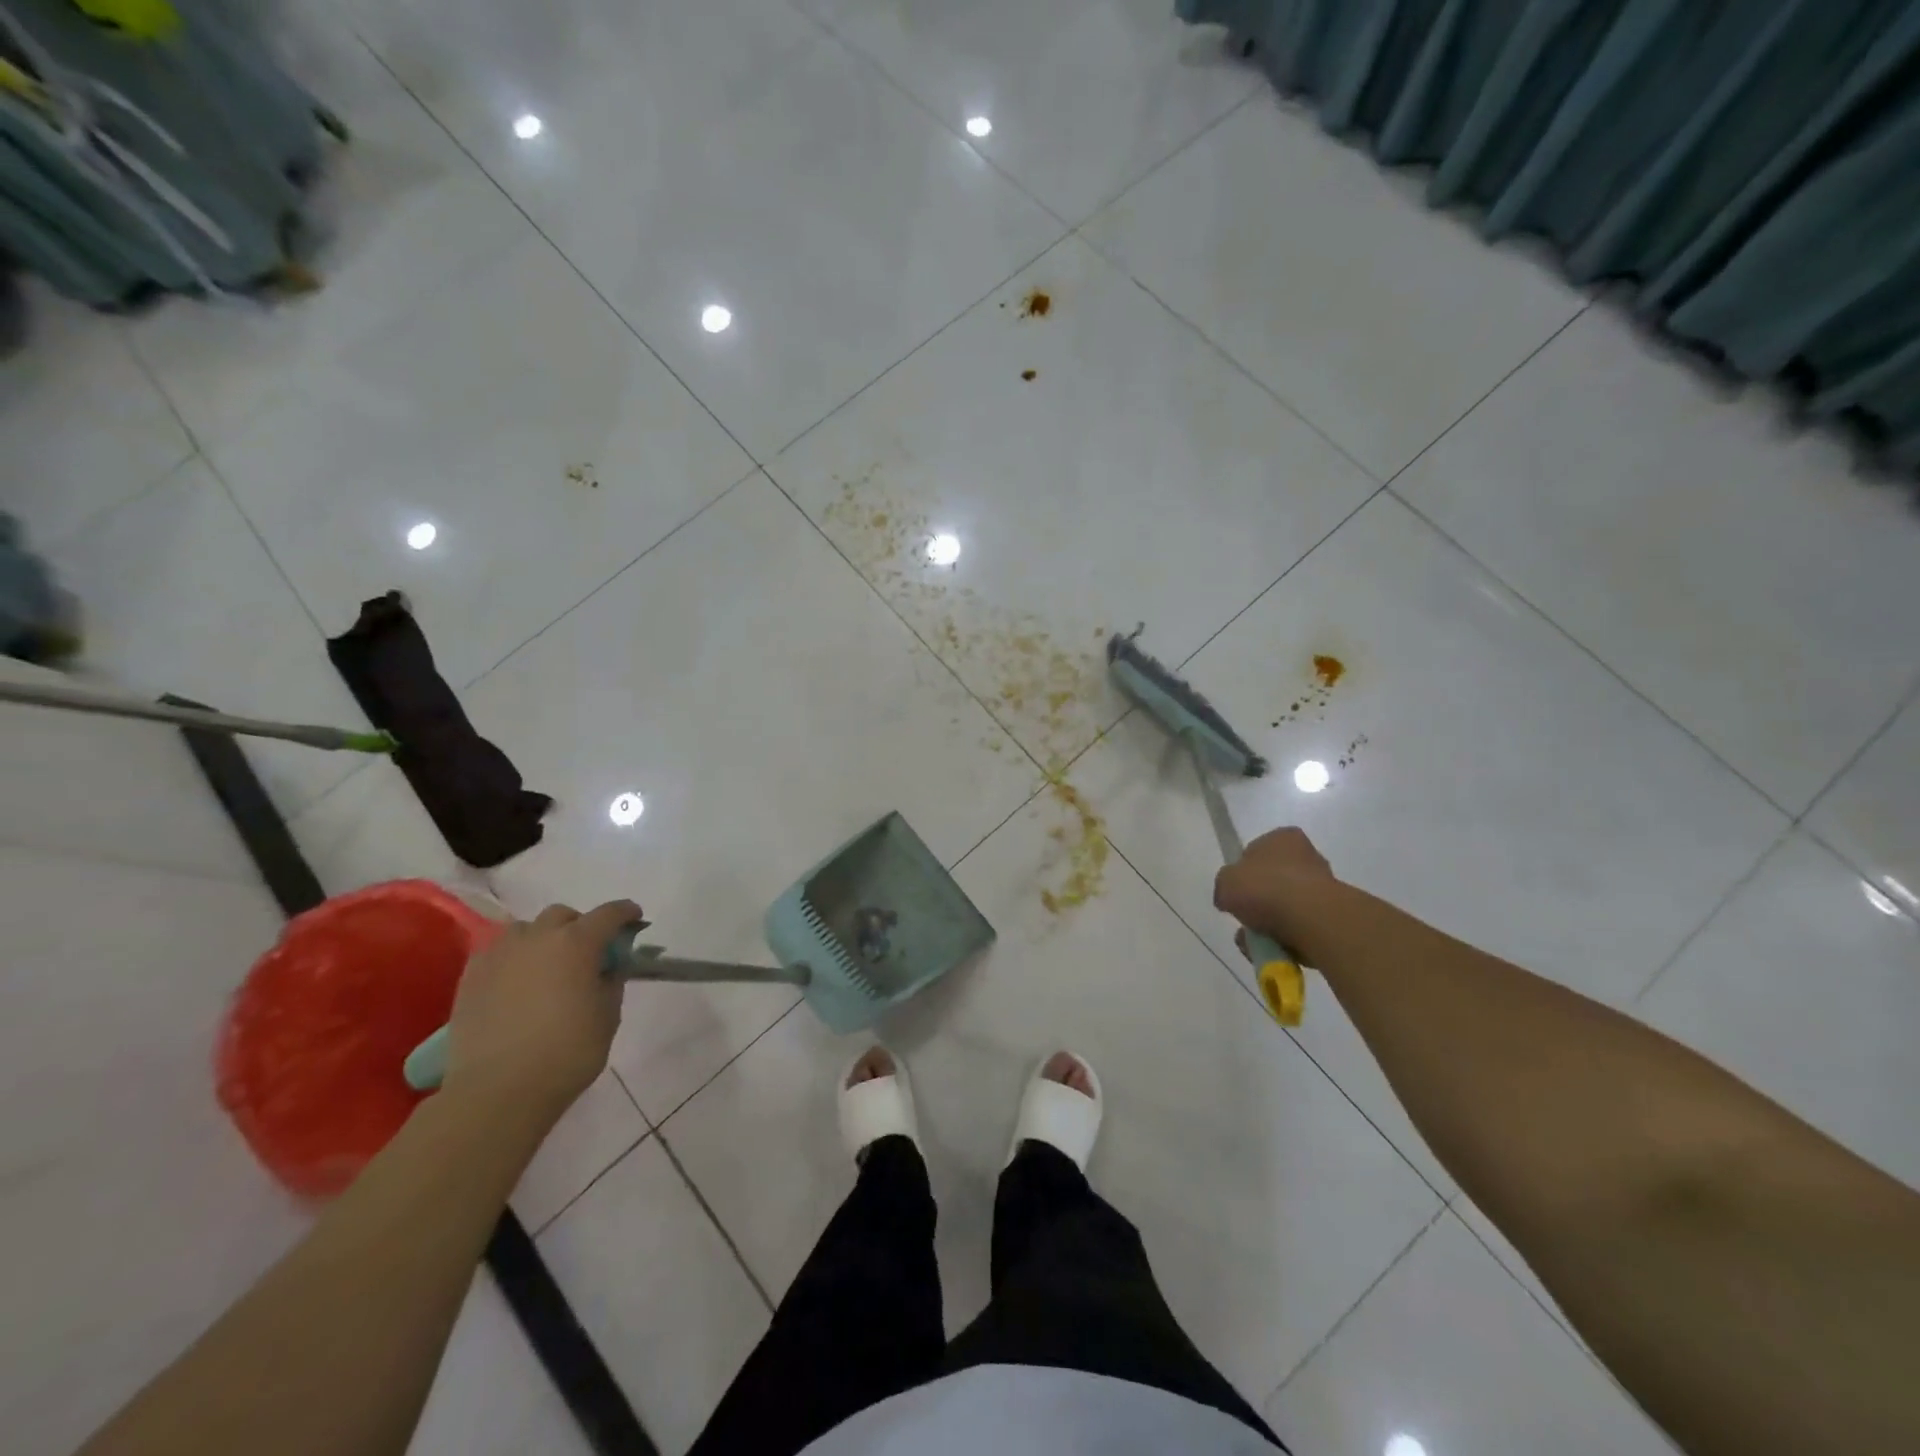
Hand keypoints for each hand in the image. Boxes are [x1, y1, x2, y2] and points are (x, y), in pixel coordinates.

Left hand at [441, 899, 640, 1117]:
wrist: (497, 1091)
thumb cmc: (567, 1053)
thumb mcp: (608, 1016)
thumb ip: (611, 982)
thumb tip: (606, 968)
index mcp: (577, 943)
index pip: (609, 914)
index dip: (626, 913)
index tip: (634, 919)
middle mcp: (538, 938)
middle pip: (563, 915)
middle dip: (579, 926)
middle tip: (586, 952)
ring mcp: (500, 955)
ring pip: (525, 929)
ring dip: (541, 939)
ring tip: (545, 966)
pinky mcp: (471, 977)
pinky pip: (496, 952)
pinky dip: (512, 958)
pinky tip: (515, 983)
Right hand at [1213, 827, 1333, 949]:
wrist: (1312, 920)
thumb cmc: (1266, 888)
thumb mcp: (1225, 882)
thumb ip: (1224, 886)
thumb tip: (1229, 898)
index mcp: (1283, 838)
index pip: (1257, 852)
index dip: (1243, 873)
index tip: (1235, 892)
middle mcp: (1308, 856)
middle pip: (1273, 882)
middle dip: (1258, 903)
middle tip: (1245, 920)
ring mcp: (1324, 886)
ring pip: (1286, 908)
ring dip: (1270, 924)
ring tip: (1257, 941)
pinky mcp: (1333, 915)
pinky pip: (1300, 927)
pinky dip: (1287, 938)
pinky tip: (1276, 948)